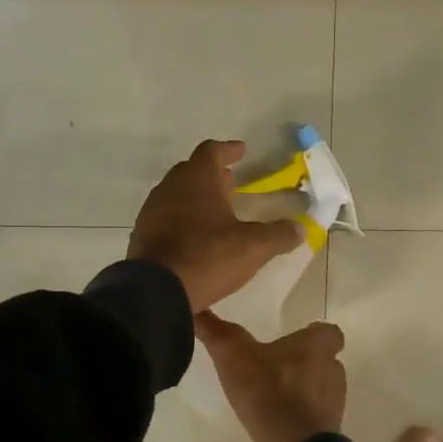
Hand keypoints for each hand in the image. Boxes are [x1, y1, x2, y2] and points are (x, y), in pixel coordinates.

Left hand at [129, 140, 301, 312]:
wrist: (156, 291)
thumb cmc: (207, 257)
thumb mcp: (252, 247)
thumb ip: (278, 235)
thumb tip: (300, 228)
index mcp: (197, 179)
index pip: (212, 151)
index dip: (228, 150)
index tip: (241, 150)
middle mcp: (170, 187)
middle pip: (192, 171)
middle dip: (213, 175)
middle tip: (231, 182)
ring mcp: (152, 211)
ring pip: (177, 195)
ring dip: (196, 198)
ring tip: (216, 211)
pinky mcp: (142, 236)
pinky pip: (166, 218)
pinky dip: (183, 219)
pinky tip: (195, 237)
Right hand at [194, 312, 346, 441]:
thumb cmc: (269, 391)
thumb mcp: (233, 355)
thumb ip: (216, 331)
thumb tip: (194, 308)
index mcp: (318, 348)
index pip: (328, 333)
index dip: (313, 334)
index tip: (293, 338)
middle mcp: (332, 372)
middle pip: (325, 361)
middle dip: (304, 363)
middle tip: (274, 365)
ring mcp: (332, 406)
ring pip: (319, 391)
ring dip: (300, 391)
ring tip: (269, 395)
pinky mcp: (324, 434)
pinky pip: (311, 420)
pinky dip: (296, 418)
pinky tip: (272, 422)